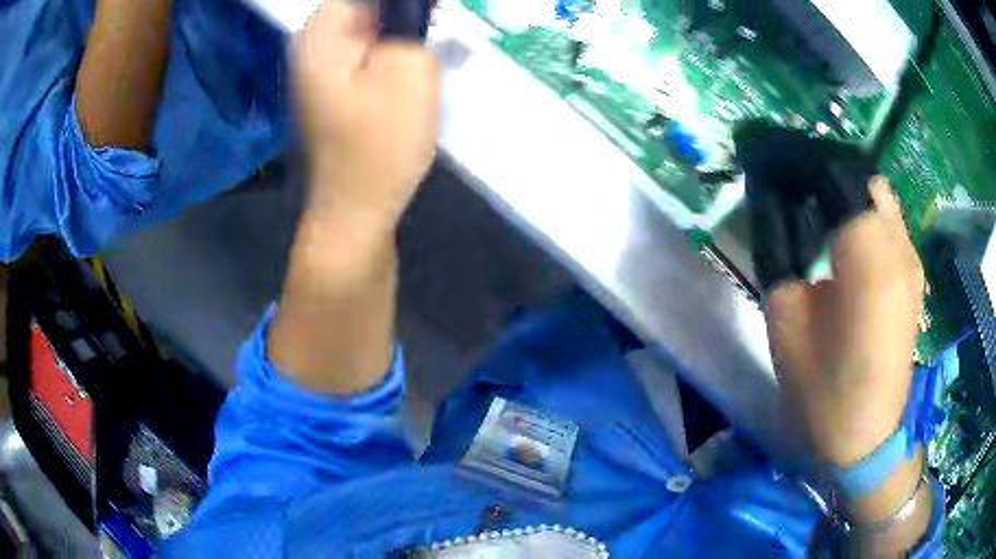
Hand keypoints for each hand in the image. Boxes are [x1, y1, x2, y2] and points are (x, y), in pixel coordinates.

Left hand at [295, 0, 439, 231]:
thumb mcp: (412, 70)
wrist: (356, 210)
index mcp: (320, 36)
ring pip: (368, 31)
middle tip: (433, 30)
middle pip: (364, 8)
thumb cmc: (381, 145)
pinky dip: (390, 54)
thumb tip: (407, 19)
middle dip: (402, 16)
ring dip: (400, 35)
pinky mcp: (333, 90)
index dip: (398, 1)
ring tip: (423, 57)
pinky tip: (410, 74)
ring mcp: (319, 71)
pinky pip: (365, 55)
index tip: (428, 13)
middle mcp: (311, 48)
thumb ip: (412, 26)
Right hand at [766, 177, 924, 467]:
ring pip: (880, 197)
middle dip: (829, 176)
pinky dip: (866, 216)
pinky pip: (890, 223)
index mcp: (870, 262)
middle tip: (797, 193)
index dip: (805, 164)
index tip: (774, 167)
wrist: (868, 437)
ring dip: (849, 195)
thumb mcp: (787, 321)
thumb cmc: (823, 392)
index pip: (840, 177)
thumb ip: (781, 253)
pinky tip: (847, 243)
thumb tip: (773, 206)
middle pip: (864, 179)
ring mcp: (914, 262)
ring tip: (818, 215)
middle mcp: (900, 250)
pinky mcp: (916, 276)